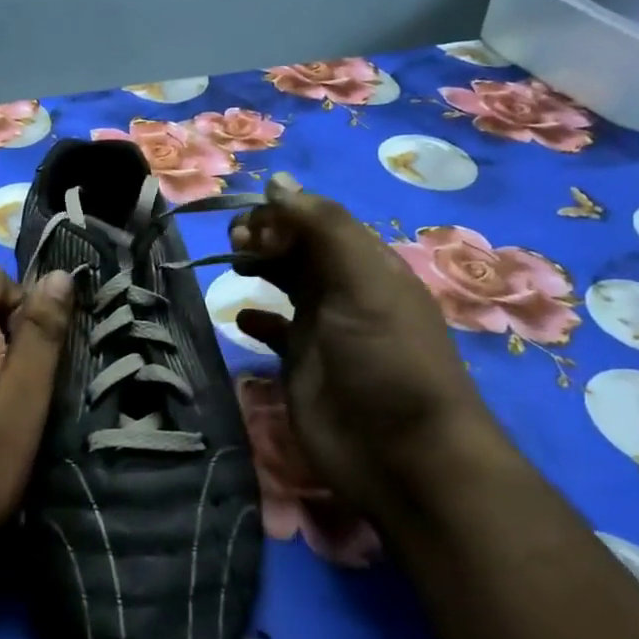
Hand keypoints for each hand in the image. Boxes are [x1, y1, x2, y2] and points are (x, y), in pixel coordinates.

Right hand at [231, 177, 506, 515]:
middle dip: (265, 236)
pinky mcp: (301, 365)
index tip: (251, 223)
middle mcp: (344, 290)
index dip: (283, 213)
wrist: (403, 456)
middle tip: (236, 244)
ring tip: (235, 267)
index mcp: (367, 264)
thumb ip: (323, 228)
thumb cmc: (386, 360)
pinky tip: (241, 318)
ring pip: (284, 282)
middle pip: (298, 247)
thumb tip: (277, 182)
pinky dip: (256, 319)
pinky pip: (274, 330)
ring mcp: (322, 329)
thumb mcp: (364, 282)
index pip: (318, 221)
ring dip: (259, 267)